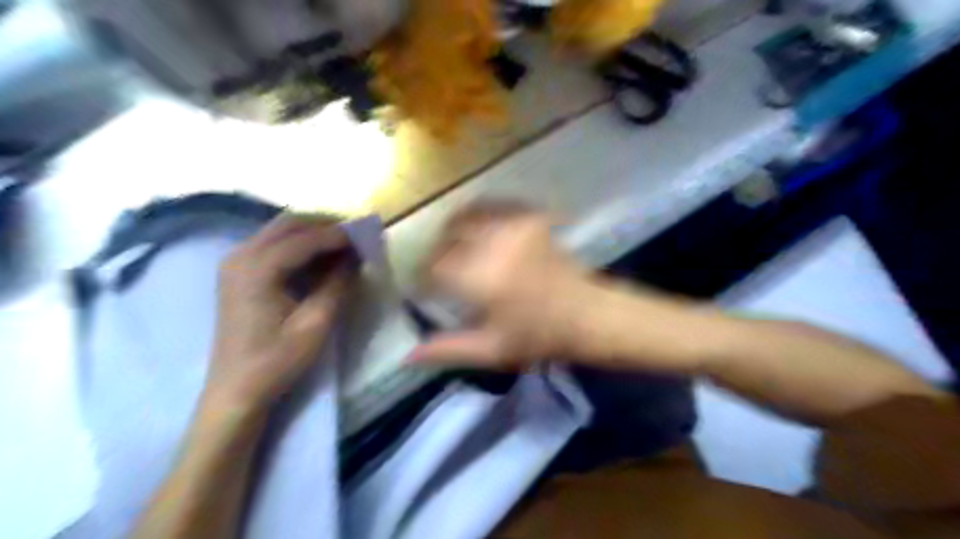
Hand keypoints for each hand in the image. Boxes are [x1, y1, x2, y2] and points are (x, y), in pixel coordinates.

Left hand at [201, 214, 355, 412]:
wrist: (236, 388)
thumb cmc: (277, 360)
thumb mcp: (316, 323)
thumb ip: (337, 283)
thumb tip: (357, 255)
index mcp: (257, 269)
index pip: (304, 238)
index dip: (339, 234)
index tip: (367, 235)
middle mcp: (241, 255)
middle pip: (289, 223)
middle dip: (326, 225)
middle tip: (357, 234)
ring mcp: (236, 261)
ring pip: (280, 230)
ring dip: (313, 231)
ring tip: (345, 243)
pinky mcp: (238, 271)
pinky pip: (272, 243)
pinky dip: (300, 243)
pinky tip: (320, 256)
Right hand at [411, 202, 596, 369]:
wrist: (589, 315)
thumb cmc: (539, 337)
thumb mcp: (491, 350)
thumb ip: (447, 349)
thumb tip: (407, 355)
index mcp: (482, 278)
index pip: (434, 265)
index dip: (423, 275)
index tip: (425, 287)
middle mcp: (495, 244)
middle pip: (448, 234)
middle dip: (437, 250)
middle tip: (440, 269)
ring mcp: (516, 225)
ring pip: (468, 213)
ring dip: (455, 229)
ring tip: (456, 247)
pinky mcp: (531, 218)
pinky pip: (494, 206)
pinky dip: (480, 215)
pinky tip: (482, 231)